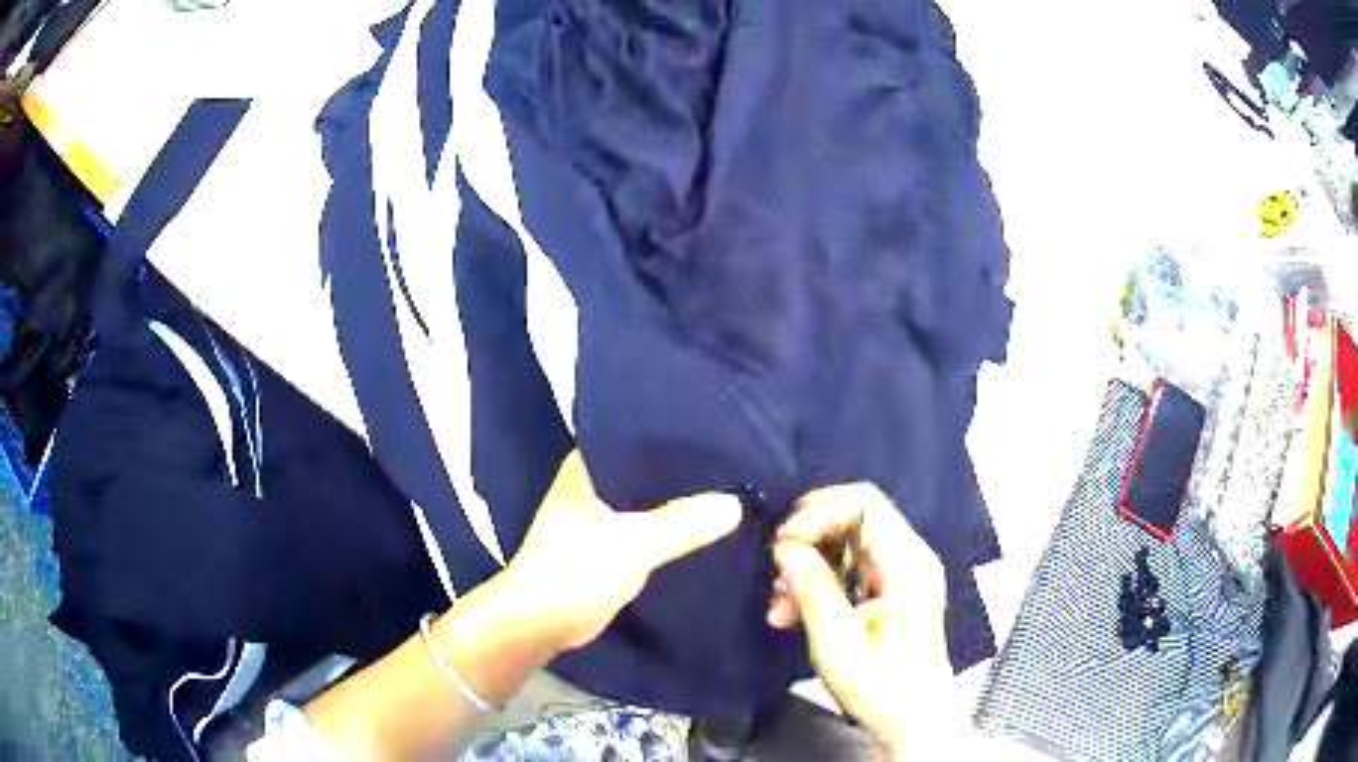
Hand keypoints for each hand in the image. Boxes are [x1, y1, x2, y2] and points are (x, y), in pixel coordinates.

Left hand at [501, 450, 742, 652]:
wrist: (540, 622)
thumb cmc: (576, 571)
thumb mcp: (634, 545)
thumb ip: (683, 523)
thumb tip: (736, 503)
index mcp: (586, 465)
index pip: (637, 435)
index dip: (675, 433)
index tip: (717, 431)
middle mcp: (591, 481)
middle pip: (646, 468)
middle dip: (682, 469)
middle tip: (732, 461)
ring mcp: (597, 513)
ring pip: (647, 498)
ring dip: (676, 500)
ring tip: (726, 488)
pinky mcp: (605, 542)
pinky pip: (645, 524)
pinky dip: (668, 525)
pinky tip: (702, 524)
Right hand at [768, 483, 947, 750]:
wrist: (912, 720)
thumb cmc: (881, 686)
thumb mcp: (837, 641)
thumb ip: (812, 588)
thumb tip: (785, 547)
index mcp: (908, 564)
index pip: (864, 505)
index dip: (818, 514)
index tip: (782, 546)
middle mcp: (909, 558)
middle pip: (855, 517)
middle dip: (809, 539)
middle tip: (778, 571)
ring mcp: (901, 573)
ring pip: (846, 542)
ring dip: (809, 564)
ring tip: (780, 602)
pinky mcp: (890, 590)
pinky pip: (850, 567)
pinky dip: (820, 581)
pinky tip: (793, 611)